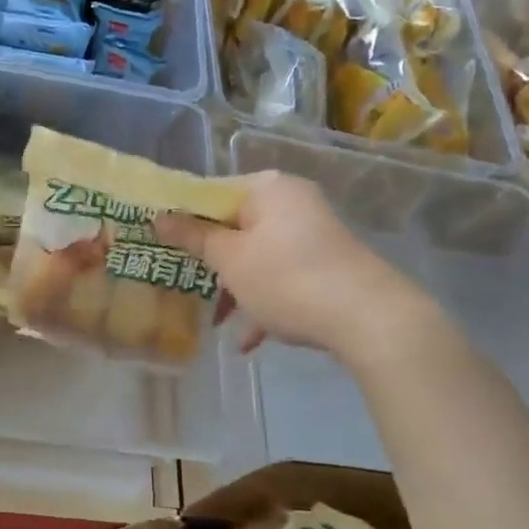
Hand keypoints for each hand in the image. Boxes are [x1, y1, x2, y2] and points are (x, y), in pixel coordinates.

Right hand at [155, 170, 435, 362]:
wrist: (370, 319)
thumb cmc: (287, 279)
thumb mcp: (231, 260)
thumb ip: (194, 237)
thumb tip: (158, 216)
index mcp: (267, 188)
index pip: (211, 193)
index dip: (182, 220)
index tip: (159, 245)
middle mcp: (291, 202)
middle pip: (234, 227)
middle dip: (208, 262)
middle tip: (181, 285)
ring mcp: (311, 234)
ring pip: (256, 256)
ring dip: (233, 289)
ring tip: (216, 323)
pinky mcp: (325, 265)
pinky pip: (281, 277)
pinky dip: (262, 301)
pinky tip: (249, 340)